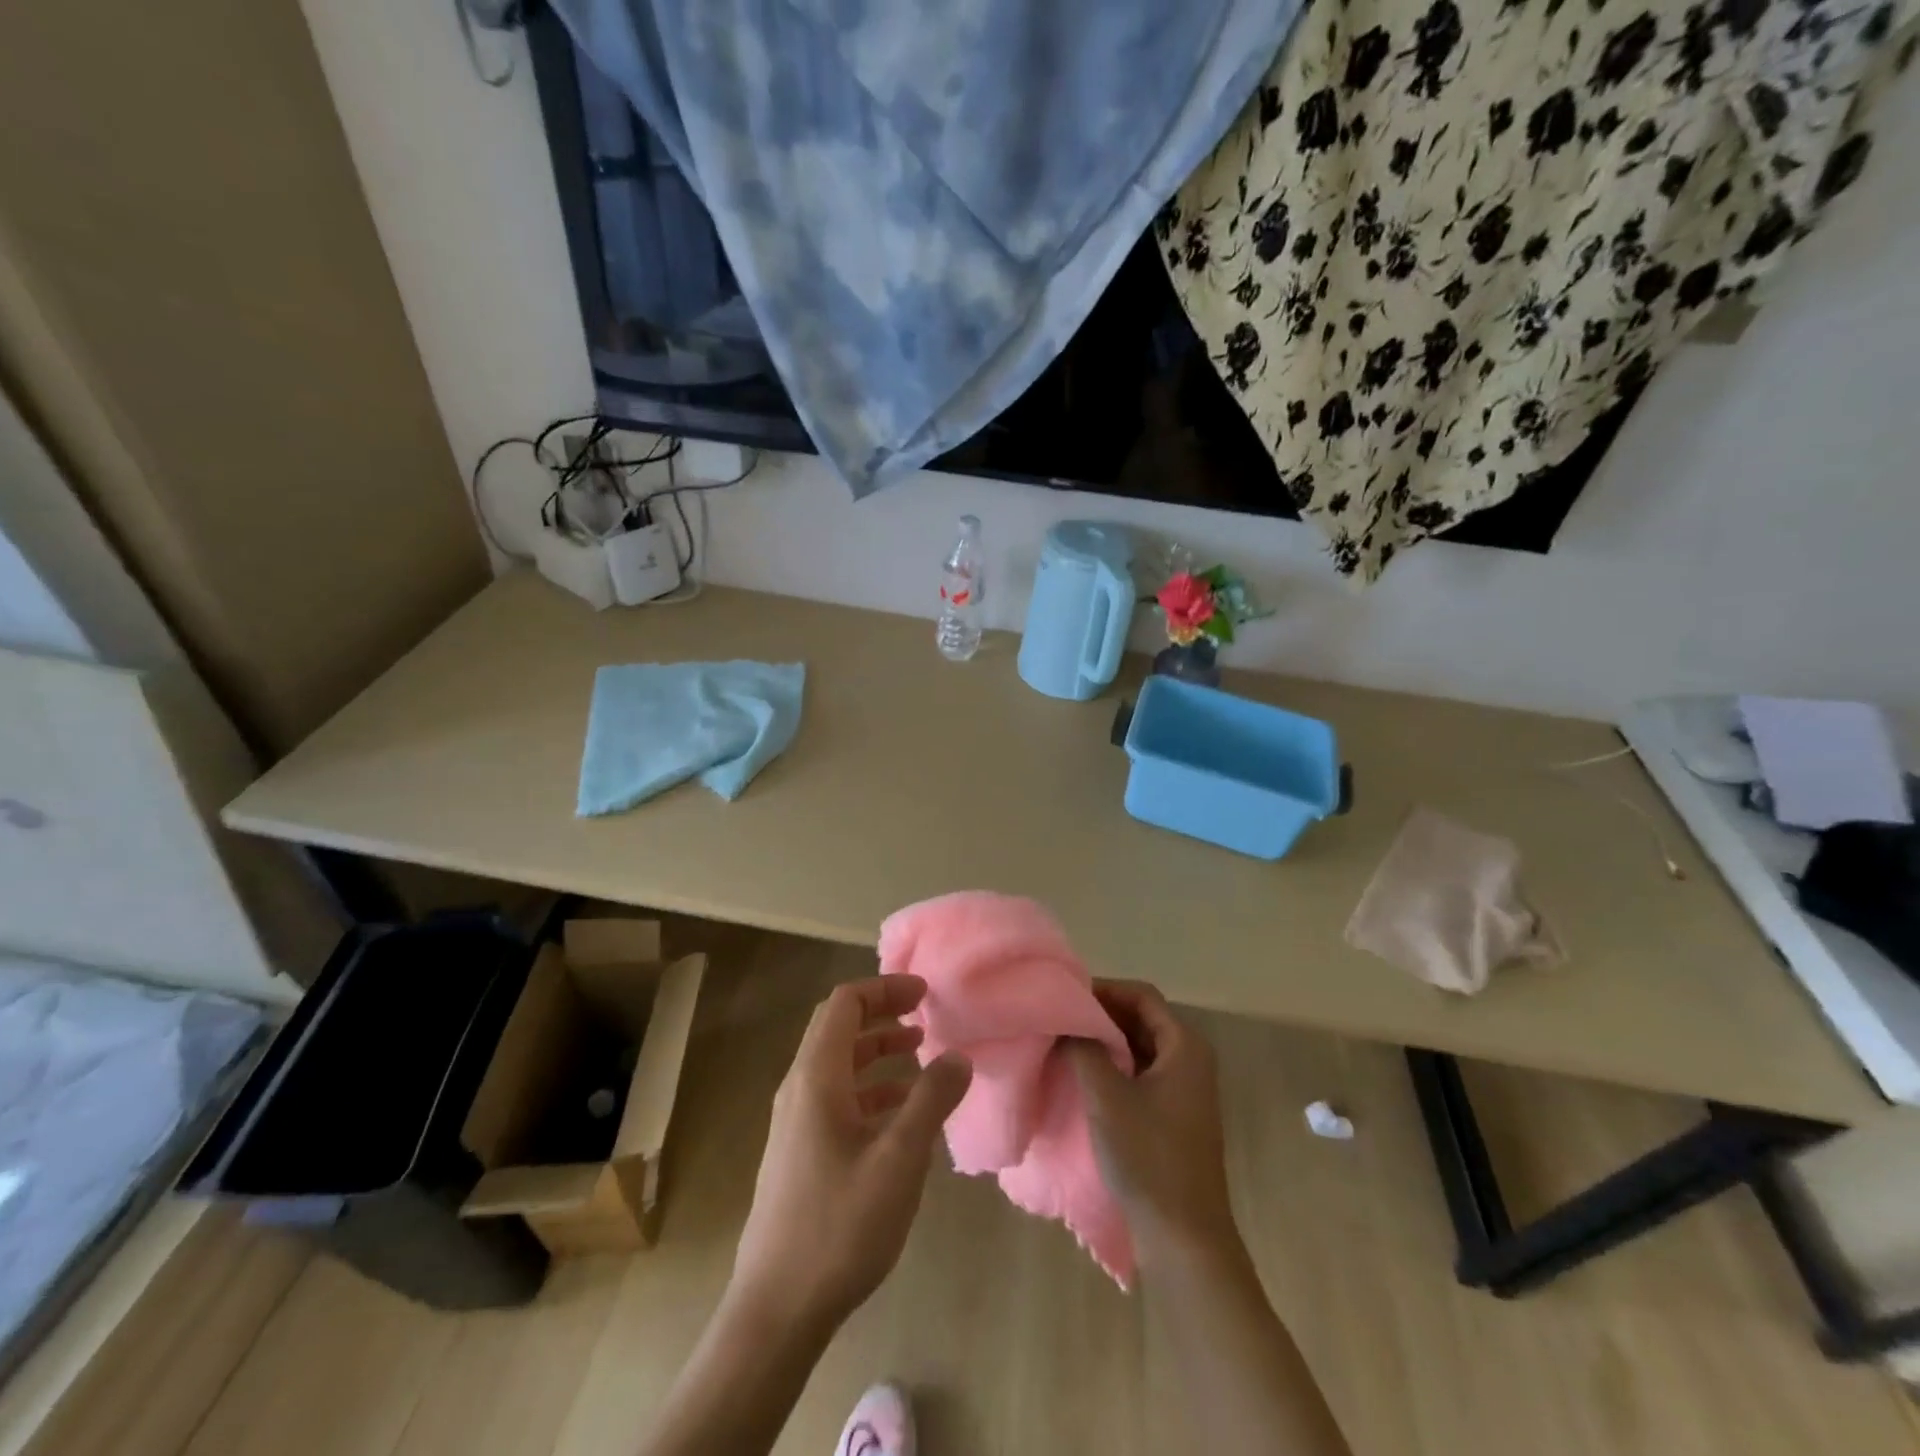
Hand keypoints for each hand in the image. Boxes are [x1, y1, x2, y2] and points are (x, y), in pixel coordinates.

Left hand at [731, 975, 971, 1331]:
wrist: (776, 1309)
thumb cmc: (839, 1226)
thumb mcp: (899, 1160)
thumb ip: (931, 1101)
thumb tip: (958, 1056)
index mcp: (816, 1078)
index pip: (844, 1004)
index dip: (884, 989)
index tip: (925, 994)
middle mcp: (799, 1089)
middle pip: (837, 1028)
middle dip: (881, 1013)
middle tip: (924, 1014)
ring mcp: (796, 1122)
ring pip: (838, 1064)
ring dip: (877, 1051)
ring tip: (920, 1055)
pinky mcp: (800, 1152)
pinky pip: (837, 1098)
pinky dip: (870, 1088)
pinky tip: (901, 1112)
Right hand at [1068, 980, 1235, 1264]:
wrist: (1184, 1239)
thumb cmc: (1148, 1157)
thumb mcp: (1106, 1096)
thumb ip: (1084, 1048)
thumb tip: (1067, 1021)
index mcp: (1184, 1046)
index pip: (1141, 995)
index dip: (1104, 990)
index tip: (1066, 998)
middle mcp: (1191, 1060)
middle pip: (1142, 1018)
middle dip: (1102, 1015)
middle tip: (1060, 1019)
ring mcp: (1185, 1090)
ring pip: (1140, 1047)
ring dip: (1106, 1042)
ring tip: (1065, 1045)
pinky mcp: (1175, 1116)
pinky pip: (1142, 1073)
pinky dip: (1115, 1067)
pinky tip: (1084, 1078)